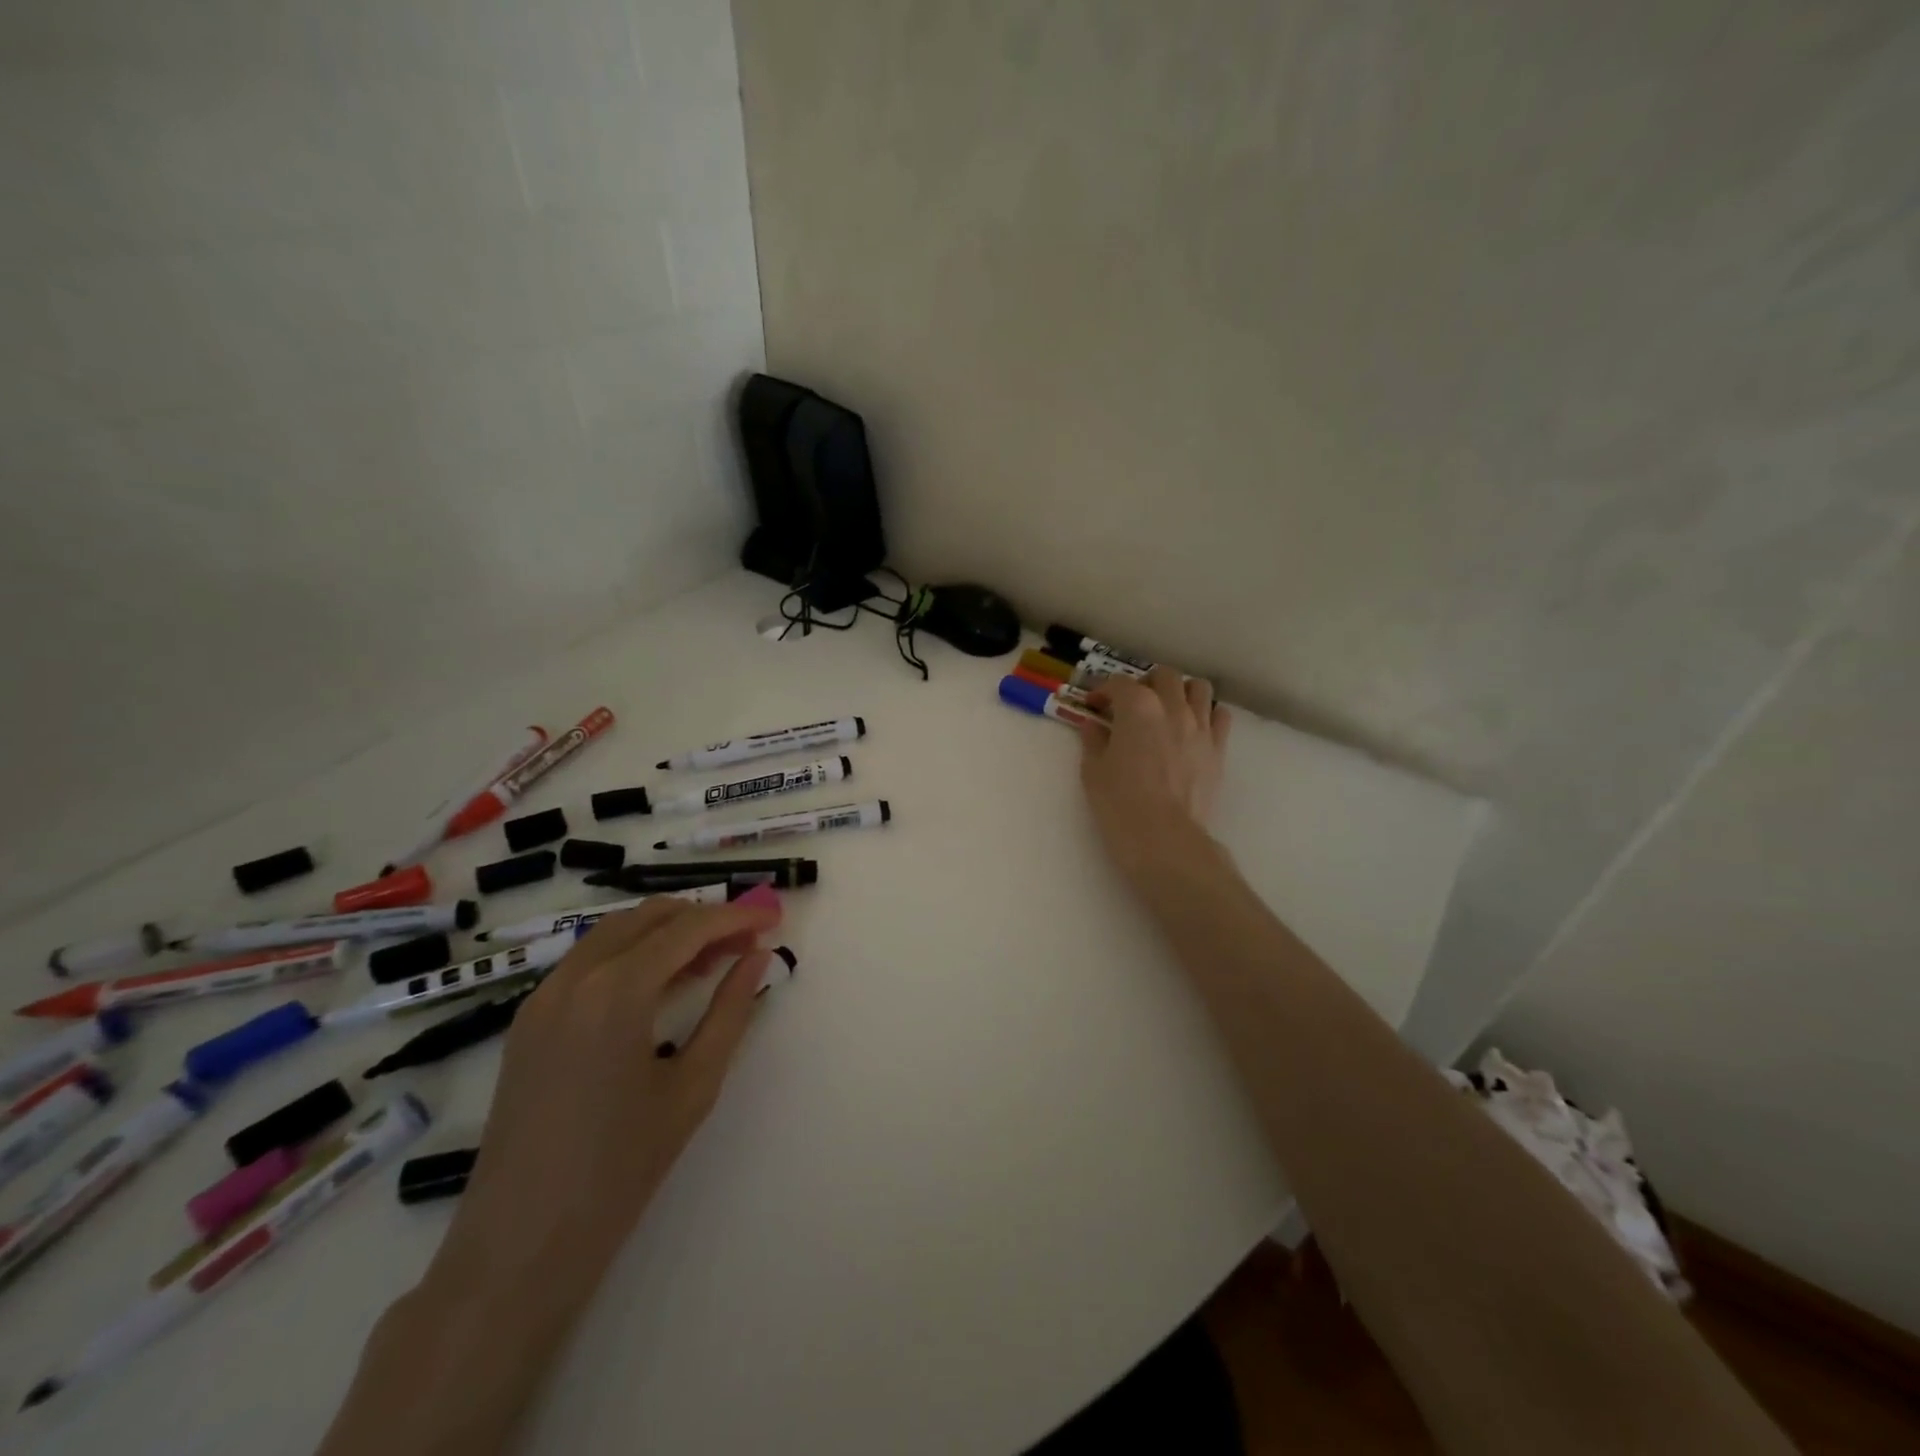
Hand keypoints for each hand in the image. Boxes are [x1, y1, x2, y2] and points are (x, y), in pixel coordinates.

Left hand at [428, 896, 782, 1294]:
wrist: (520, 1246)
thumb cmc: (620, 1169)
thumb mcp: (694, 1086)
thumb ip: (731, 1010)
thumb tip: (758, 956)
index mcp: (616, 992)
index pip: (687, 929)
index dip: (734, 917)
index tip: (771, 919)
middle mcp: (574, 978)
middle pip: (648, 917)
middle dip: (702, 918)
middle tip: (745, 940)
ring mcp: (542, 997)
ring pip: (615, 932)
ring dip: (666, 932)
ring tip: (712, 959)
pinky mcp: (528, 1020)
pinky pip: (589, 961)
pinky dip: (632, 953)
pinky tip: (661, 983)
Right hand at [1080, 667, 1230, 874]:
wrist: (1164, 838)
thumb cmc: (1120, 804)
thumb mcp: (1093, 771)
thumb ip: (1094, 741)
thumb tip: (1094, 726)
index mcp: (1137, 708)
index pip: (1119, 684)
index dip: (1103, 691)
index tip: (1095, 706)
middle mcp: (1172, 708)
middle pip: (1164, 675)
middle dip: (1146, 682)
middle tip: (1133, 702)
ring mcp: (1200, 727)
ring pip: (1199, 688)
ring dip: (1181, 691)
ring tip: (1168, 708)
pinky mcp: (1218, 749)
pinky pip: (1220, 716)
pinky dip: (1207, 714)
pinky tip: (1193, 728)